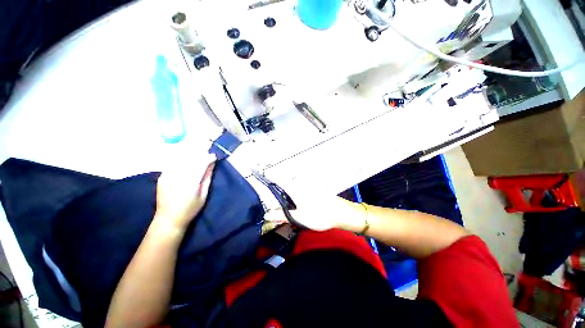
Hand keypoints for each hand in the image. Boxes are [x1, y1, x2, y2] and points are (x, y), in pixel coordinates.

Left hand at [154, 153, 216, 230]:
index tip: (214, 156)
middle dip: (200, 154)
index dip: (208, 158)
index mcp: (190, 182)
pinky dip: (182, 161)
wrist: (168, 219)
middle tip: (207, 154)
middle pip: (190, 159)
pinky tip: (187, 163)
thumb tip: (211, 165)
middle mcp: (177, 176)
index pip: (200, 163)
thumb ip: (207, 178)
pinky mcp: (162, 177)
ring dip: (191, 156)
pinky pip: (173, 164)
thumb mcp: (204, 195)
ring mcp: (167, 175)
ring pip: (181, 159)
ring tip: (198, 157)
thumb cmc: (190, 209)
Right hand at [264, 184, 357, 230]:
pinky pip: (298, 187)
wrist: (341, 213)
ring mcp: (307, 185)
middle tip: (269, 193)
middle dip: (275, 185)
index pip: (277, 178)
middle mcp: (300, 183)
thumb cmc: (320, 215)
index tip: (256, 170)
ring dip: (285, 190)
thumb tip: (267, 214)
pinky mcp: (312, 188)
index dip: (267, 175)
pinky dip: (293, 191)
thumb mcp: (299, 218)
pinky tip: (295, 201)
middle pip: (283, 182)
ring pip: (291, 185)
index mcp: (295, 189)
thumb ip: (282, 215)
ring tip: (282, 201)